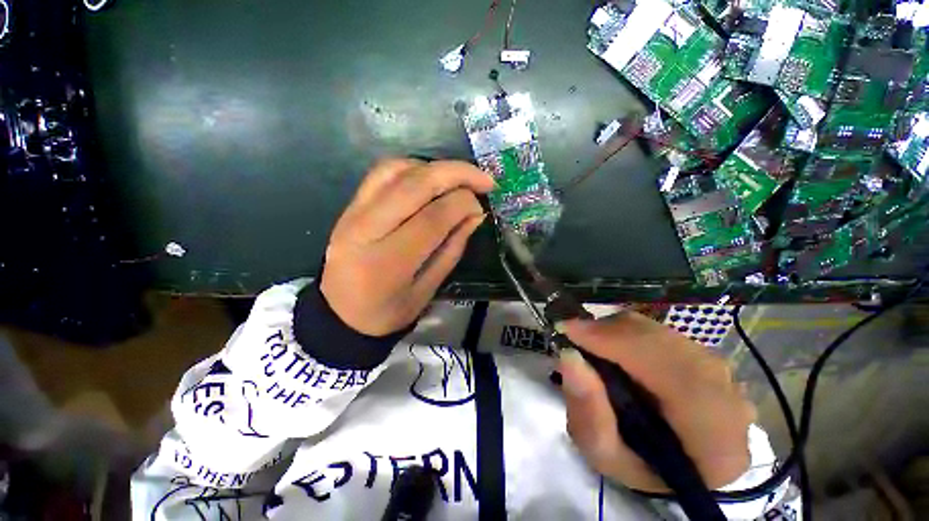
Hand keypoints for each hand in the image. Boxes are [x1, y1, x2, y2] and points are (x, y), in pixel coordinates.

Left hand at [321, 158, 494, 336]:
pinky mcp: (350, 205)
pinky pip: (382, 173)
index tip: (481, 208)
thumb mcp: (428, 289)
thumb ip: (453, 248)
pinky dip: (412, 168)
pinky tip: (430, 179)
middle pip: (416, 184)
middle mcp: (366, 229)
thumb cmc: (388, 310)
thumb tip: (475, 213)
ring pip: (398, 169)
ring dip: (435, 168)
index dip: (464, 204)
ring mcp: (353, 212)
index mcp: (388, 261)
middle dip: (458, 174)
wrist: (340, 313)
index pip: (434, 216)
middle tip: (484, 180)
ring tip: (459, 179)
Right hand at [557, 312, 754, 492]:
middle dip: (610, 332)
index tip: (570, 330)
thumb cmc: (641, 467)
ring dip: (617, 331)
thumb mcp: (604, 454)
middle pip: (664, 343)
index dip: (618, 344)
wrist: (678, 464)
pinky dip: (628, 331)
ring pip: (660, 332)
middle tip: (573, 333)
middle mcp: (729, 398)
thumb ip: (588, 412)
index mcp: (715, 440)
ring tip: (590, 341)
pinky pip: (661, 331)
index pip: (674, 375)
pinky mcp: (707, 356)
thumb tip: (570, 357)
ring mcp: (722, 372)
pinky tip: (612, 345)